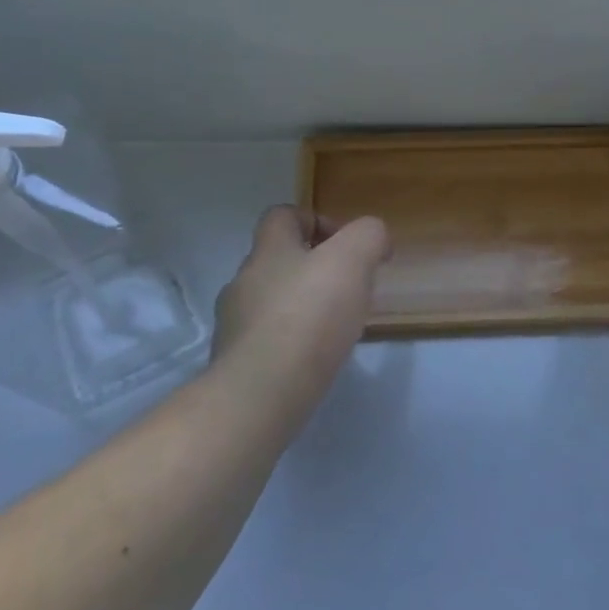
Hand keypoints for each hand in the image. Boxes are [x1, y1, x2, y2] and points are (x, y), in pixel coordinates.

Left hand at [211, 207, 390, 424]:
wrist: (262, 393)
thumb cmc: (310, 316)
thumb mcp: (352, 260)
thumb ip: (367, 237)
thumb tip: (374, 238)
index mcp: (269, 250)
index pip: (282, 216)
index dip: (314, 220)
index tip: (345, 244)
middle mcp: (243, 281)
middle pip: (276, 261)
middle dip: (312, 269)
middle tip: (348, 290)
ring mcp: (234, 325)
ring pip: (270, 303)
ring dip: (300, 307)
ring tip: (334, 329)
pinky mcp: (237, 364)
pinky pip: (267, 342)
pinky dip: (291, 343)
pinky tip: (313, 360)